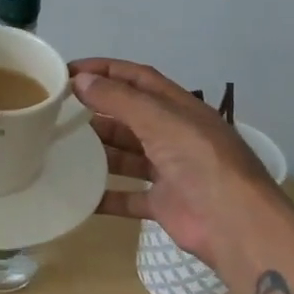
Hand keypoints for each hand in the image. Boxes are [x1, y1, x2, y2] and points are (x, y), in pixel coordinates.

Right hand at [69, 57, 282, 264]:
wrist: (235, 223)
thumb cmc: (199, 159)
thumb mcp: (159, 119)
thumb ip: (119, 100)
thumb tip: (81, 80)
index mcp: (177, 107)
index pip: (136, 78)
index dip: (104, 71)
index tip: (68, 72)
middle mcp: (173, 134)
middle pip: (129, 116)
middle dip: (97, 111)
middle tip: (58, 112)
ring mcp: (169, 170)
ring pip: (126, 154)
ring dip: (99, 151)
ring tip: (62, 147)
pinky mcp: (164, 204)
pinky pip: (128, 196)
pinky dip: (106, 195)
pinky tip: (78, 194)